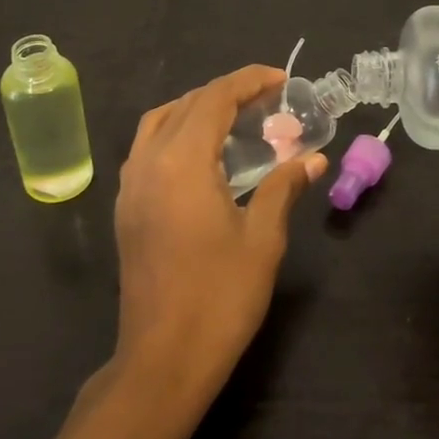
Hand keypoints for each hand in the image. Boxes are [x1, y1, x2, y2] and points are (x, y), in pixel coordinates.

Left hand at [112, 65, 324, 396]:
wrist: (163, 359)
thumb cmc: (219, 297)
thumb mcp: (262, 239)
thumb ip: (283, 188)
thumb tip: (313, 160)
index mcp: (181, 163)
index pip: (214, 99)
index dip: (249, 81)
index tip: (281, 80)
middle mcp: (148, 163)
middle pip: (186, 104)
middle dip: (227, 93)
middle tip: (268, 101)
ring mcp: (130, 185)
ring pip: (160, 122)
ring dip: (197, 109)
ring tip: (236, 120)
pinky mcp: (126, 207)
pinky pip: (148, 147)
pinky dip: (176, 133)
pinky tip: (205, 156)